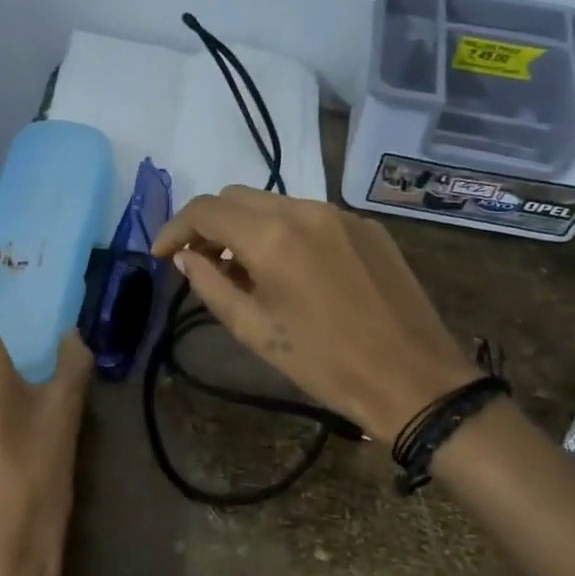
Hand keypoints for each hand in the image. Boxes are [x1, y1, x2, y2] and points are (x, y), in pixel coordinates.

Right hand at [152, 187, 480, 444]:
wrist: (411, 378)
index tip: (162, 256)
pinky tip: (290, 270)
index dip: (174, 228)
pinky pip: (312, 217)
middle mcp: (306, 210)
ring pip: (276, 204)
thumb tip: (185, 258)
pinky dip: (285, 233)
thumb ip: (211, 285)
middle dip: (209, 225)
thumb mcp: (255, 331)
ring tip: (243, 270)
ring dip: (248, 228)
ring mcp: (342, 215)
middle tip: (199, 263)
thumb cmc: (324, 363)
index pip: (206, 210)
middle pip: (238, 197)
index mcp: (273, 235)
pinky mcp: (369, 228)